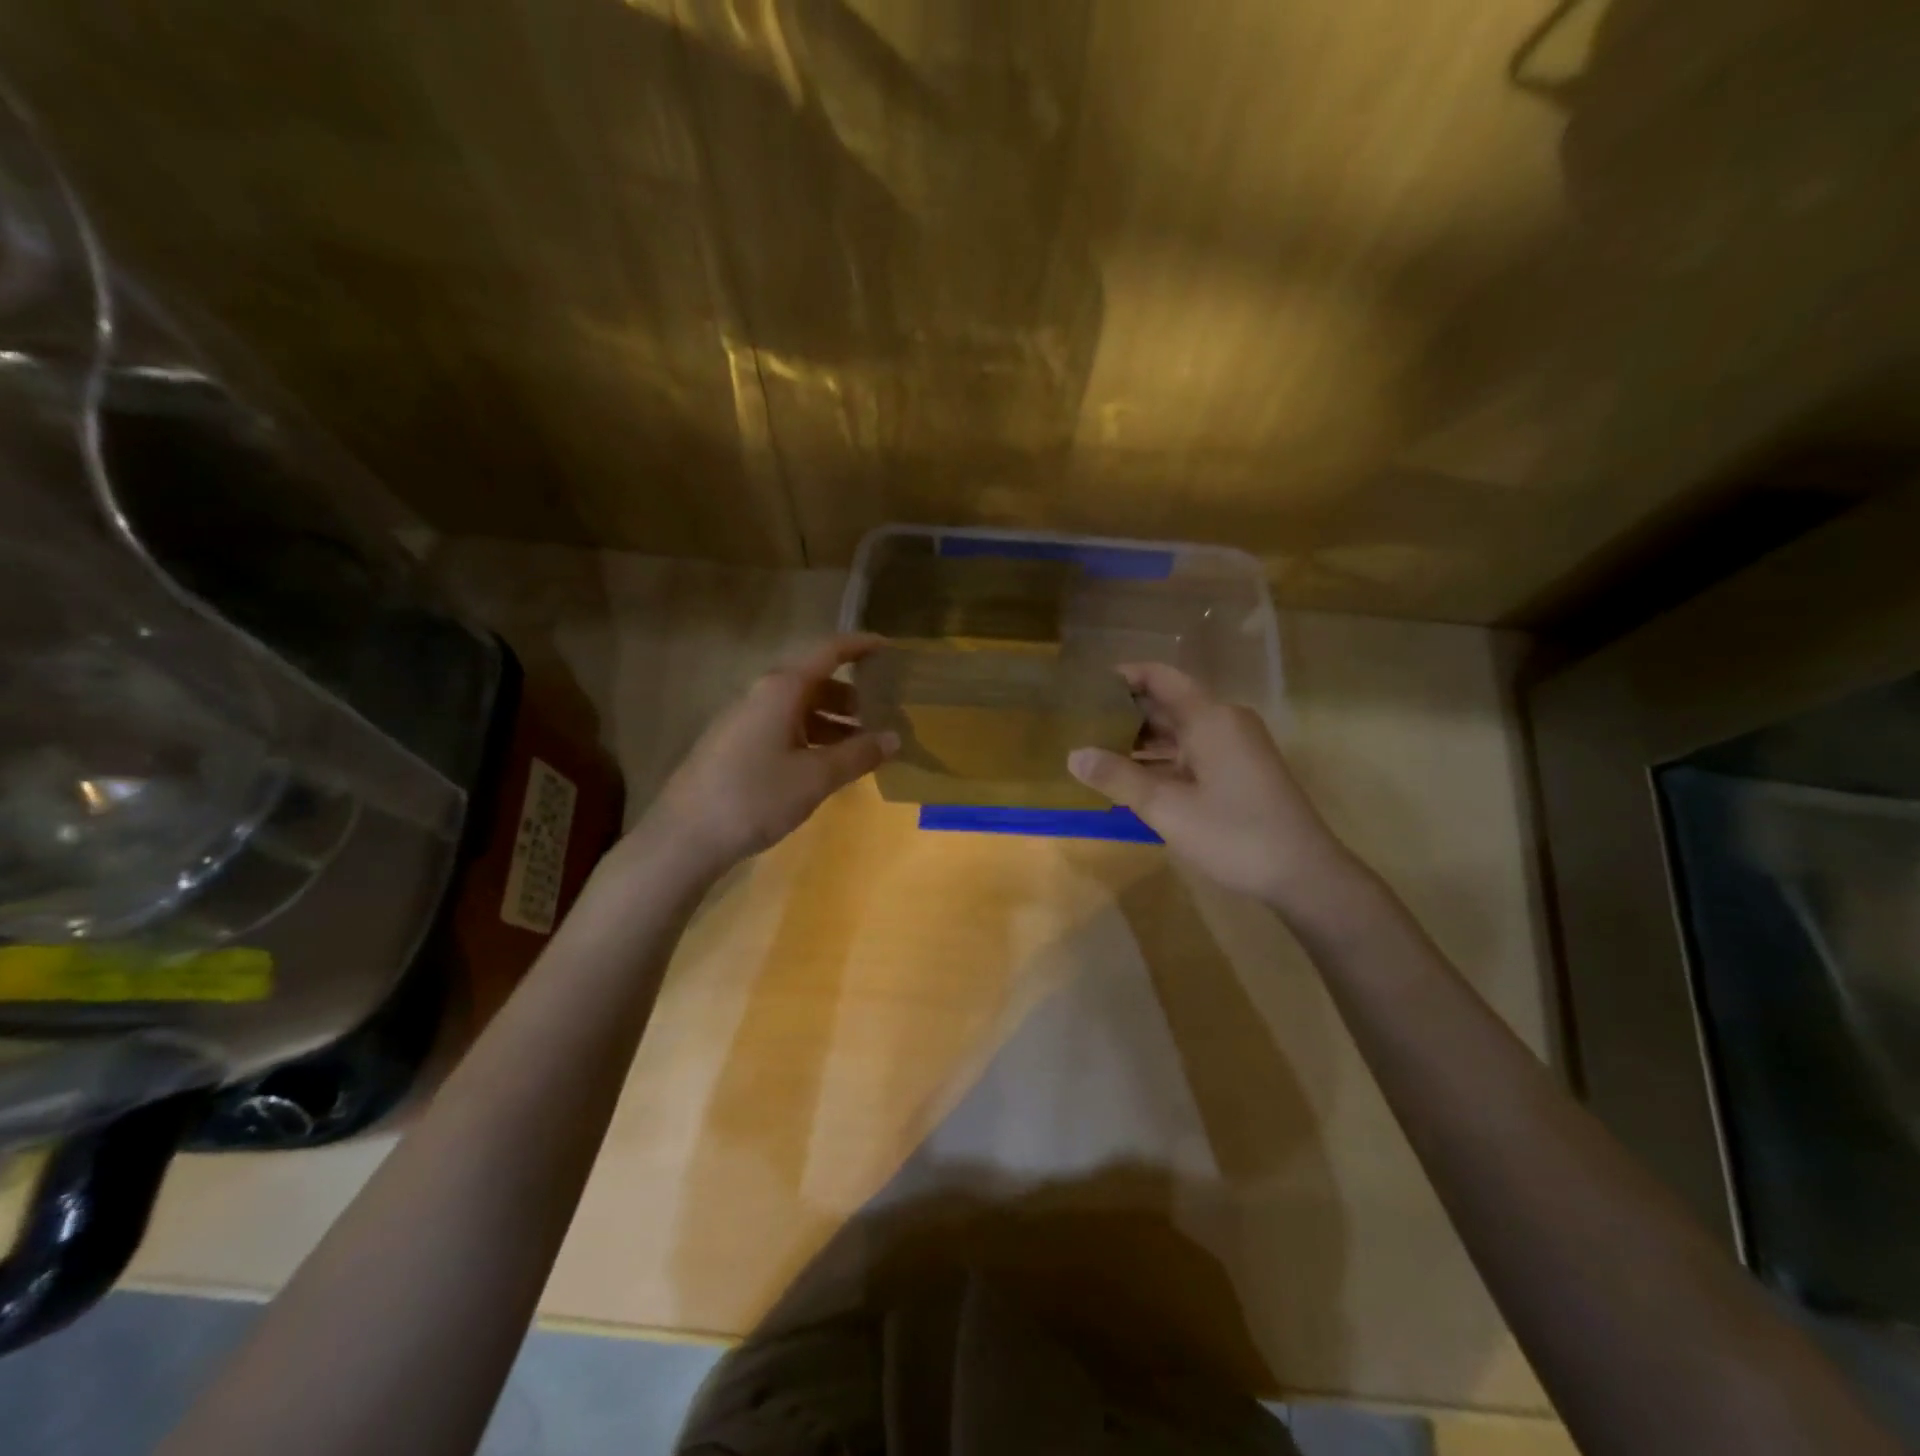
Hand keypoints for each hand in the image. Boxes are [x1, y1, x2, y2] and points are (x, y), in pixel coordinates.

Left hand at [639, 635, 898, 879]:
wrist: (684, 836)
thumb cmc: (755, 797)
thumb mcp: (816, 777)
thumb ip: (858, 754)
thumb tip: (894, 738)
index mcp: (781, 689)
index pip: (828, 651)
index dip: (860, 645)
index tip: (888, 647)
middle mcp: (761, 695)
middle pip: (814, 681)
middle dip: (852, 694)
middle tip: (884, 712)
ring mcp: (744, 720)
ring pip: (798, 708)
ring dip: (833, 721)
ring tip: (862, 746)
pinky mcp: (734, 745)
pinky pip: (783, 728)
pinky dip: (811, 738)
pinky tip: (825, 765)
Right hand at [1067, 663, 1351, 906]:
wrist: (1304, 874)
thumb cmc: (1234, 834)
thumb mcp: (1167, 808)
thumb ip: (1118, 778)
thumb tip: (1073, 755)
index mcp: (1210, 718)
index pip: (1160, 677)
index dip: (1123, 676)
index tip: (1086, 687)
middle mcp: (1224, 722)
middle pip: (1168, 703)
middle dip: (1125, 712)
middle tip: (1080, 724)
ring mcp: (1235, 747)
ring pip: (1179, 731)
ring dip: (1141, 741)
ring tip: (1096, 752)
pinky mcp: (1240, 771)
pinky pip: (1193, 752)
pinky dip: (1162, 760)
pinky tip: (1133, 780)